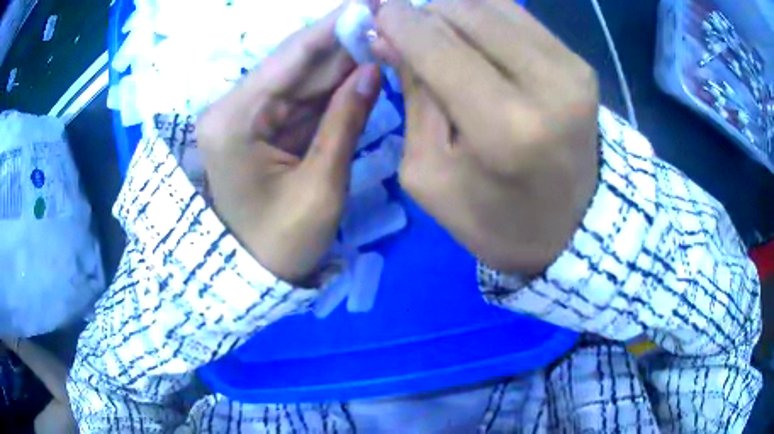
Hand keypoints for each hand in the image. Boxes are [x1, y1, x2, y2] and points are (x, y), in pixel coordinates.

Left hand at [198, 8, 381, 283]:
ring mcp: (248, 115)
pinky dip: (335, 85)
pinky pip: (304, 97)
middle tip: (387, 18)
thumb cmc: (282, 243)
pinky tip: (365, 66)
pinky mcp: (262, 125)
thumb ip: (346, 120)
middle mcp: (235, 108)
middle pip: (297, 63)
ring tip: (384, 36)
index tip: (369, 2)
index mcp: (234, 120)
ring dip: (344, 59)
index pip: (291, 57)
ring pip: (304, 77)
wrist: (254, 274)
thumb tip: (373, 68)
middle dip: (344, 39)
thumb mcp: (320, 186)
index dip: (333, 25)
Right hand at [373, 0, 599, 273]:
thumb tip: (387, 36)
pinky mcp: (580, 62)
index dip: (397, 20)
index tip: (376, 14)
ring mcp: (571, 68)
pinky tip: (472, 37)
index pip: (436, 44)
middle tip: (406, 32)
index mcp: (504, 126)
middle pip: (463, 11)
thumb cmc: (495, 219)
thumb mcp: (431, 174)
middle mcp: (546, 84)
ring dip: (452, 11)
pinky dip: (484, 17)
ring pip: (491, 4)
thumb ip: (412, 96)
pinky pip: (518, 16)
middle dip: (422, 13)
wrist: (572, 229)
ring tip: (438, 37)